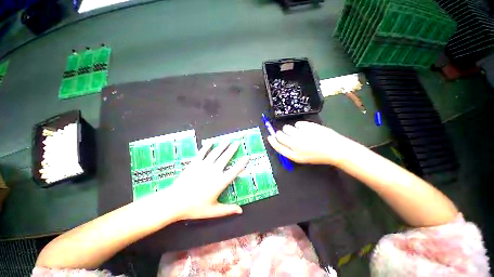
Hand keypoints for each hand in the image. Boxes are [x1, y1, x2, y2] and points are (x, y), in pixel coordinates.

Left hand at [167, 140, 248, 220]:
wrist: (174, 202)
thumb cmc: (195, 208)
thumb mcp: (213, 211)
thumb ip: (228, 209)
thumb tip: (241, 211)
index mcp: (220, 182)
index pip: (235, 170)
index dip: (242, 163)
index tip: (247, 156)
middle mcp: (214, 171)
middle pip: (226, 157)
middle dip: (233, 149)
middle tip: (238, 142)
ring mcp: (204, 165)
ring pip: (216, 153)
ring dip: (223, 145)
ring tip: (228, 140)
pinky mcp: (195, 163)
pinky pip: (202, 153)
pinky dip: (207, 147)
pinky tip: (211, 142)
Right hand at [267, 121, 356, 165]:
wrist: (335, 149)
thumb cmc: (318, 155)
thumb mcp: (302, 158)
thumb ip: (289, 150)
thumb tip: (280, 141)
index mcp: (293, 155)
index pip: (278, 147)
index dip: (272, 141)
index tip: (270, 136)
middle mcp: (295, 144)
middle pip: (280, 135)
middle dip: (280, 133)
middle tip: (285, 133)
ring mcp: (301, 134)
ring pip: (287, 128)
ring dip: (289, 129)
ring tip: (297, 132)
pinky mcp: (306, 126)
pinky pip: (297, 124)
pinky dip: (299, 126)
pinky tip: (306, 130)